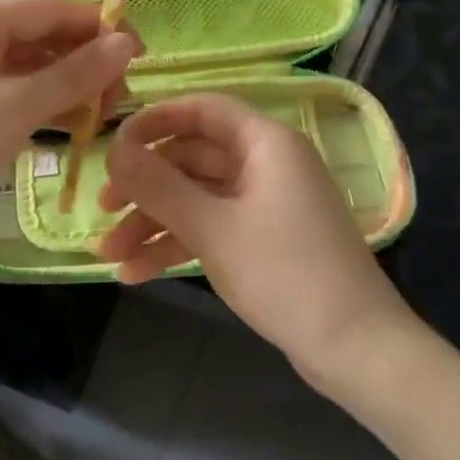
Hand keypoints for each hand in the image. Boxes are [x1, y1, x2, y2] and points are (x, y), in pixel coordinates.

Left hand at [0, 0, 139, 262]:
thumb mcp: (17, 106)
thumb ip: (75, 74)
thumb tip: (127, 42)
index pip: (52, 9)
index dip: (100, 28)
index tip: (142, 53)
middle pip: (41, 37)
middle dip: (85, 62)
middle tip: (122, 97)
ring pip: (29, 68)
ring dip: (68, 87)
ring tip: (105, 116)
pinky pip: (12, 94)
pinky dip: (43, 106)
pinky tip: (73, 127)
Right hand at [97, 94, 415, 393]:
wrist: (357, 349)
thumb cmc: (286, 274)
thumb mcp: (213, 228)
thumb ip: (159, 186)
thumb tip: (113, 149)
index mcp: (265, 142)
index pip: (202, 110)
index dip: (155, 121)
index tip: (114, 145)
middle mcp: (266, 162)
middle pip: (193, 157)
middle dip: (146, 186)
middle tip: (102, 210)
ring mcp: (266, 202)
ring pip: (198, 197)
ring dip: (154, 222)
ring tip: (109, 257)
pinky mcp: (265, 238)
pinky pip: (212, 226)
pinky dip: (178, 244)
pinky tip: (137, 273)